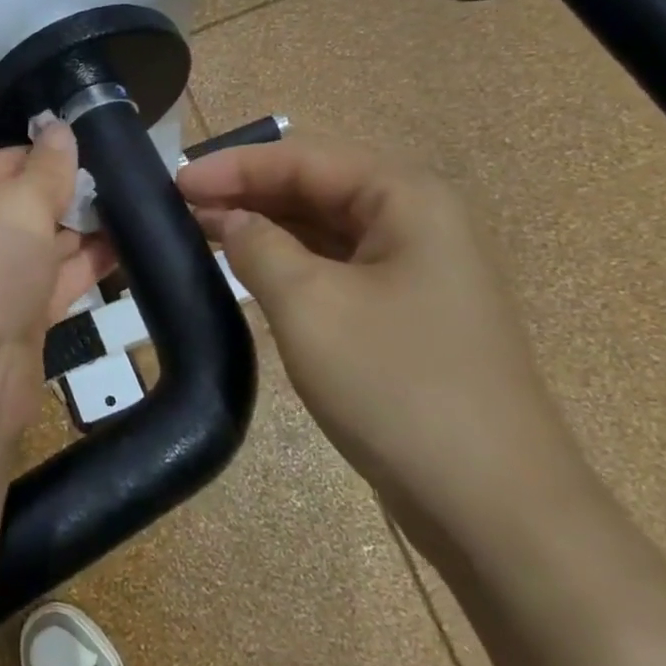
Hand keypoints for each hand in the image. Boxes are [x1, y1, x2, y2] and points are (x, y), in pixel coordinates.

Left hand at [0, 122, 112, 435]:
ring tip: (137, 209)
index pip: (4, 160)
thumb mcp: (20, 204)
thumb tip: (61, 126)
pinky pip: (50, 281)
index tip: (101, 149)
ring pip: (39, 244)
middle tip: (128, 181)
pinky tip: (127, 249)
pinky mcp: (9, 317)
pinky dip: (83, 267)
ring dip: (82, 231)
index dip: (50, 155)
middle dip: (70, 194)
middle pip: (21, 202)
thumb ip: (49, 168)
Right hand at [178, 132, 594, 550]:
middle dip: (247, 194)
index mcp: (407, 199)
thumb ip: (258, 247)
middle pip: (316, 187)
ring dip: (264, 228)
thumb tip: (228, 220)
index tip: (172, 182)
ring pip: (323, 229)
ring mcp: (415, 271)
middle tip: (179, 208)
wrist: (492, 506)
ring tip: (200, 232)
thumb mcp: (310, 305)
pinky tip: (248, 272)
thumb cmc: (398, 387)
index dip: (234, 166)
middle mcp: (417, 222)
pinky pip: (335, 268)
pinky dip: (288, 264)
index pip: (305, 159)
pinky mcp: (404, 314)